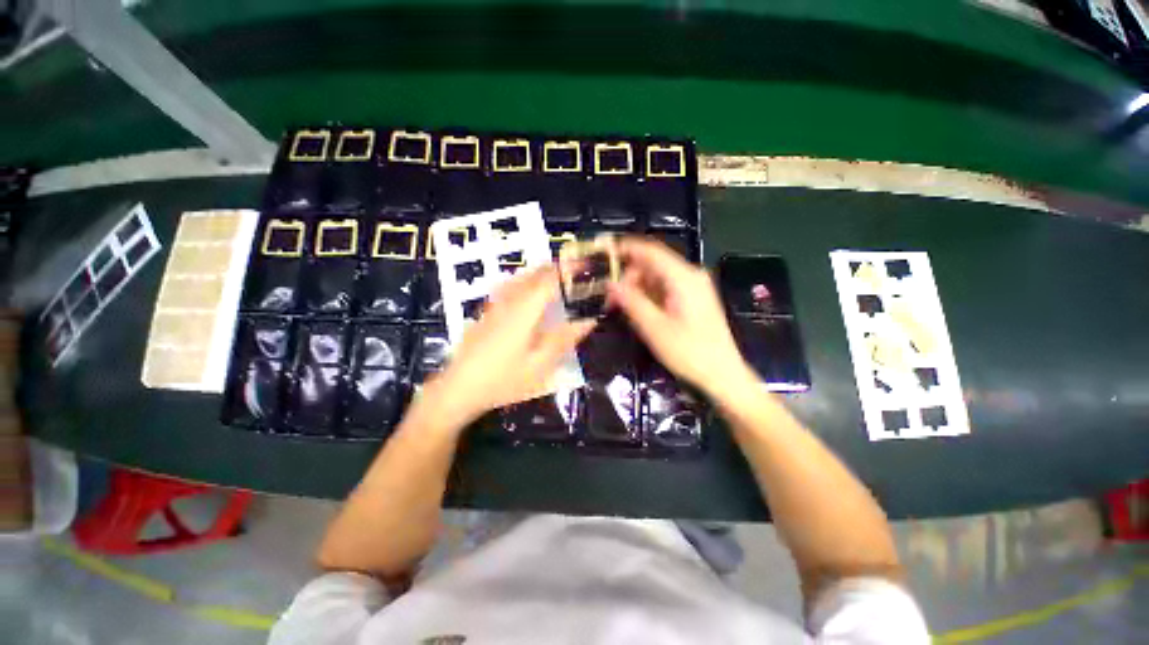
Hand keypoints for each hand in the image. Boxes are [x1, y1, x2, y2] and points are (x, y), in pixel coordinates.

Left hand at [427, 266, 595, 428]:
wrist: (459, 388)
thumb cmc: (504, 379)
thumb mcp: (540, 365)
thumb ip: (564, 339)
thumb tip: (587, 320)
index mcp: (524, 311)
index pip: (548, 280)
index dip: (567, 271)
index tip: (583, 267)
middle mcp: (508, 302)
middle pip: (532, 275)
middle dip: (553, 269)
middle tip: (572, 273)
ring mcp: (494, 307)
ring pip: (518, 279)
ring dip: (537, 274)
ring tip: (553, 278)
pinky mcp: (486, 314)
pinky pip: (507, 288)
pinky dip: (522, 283)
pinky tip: (524, 293)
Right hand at [608, 237, 751, 396]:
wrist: (723, 375)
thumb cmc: (690, 352)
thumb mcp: (654, 328)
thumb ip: (631, 301)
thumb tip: (610, 283)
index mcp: (683, 277)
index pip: (650, 251)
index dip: (624, 249)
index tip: (603, 254)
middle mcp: (690, 275)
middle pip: (652, 264)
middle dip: (628, 276)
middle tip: (610, 298)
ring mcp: (693, 286)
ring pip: (656, 276)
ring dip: (636, 288)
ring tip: (621, 307)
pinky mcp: (693, 298)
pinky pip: (664, 288)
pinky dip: (648, 295)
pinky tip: (638, 310)